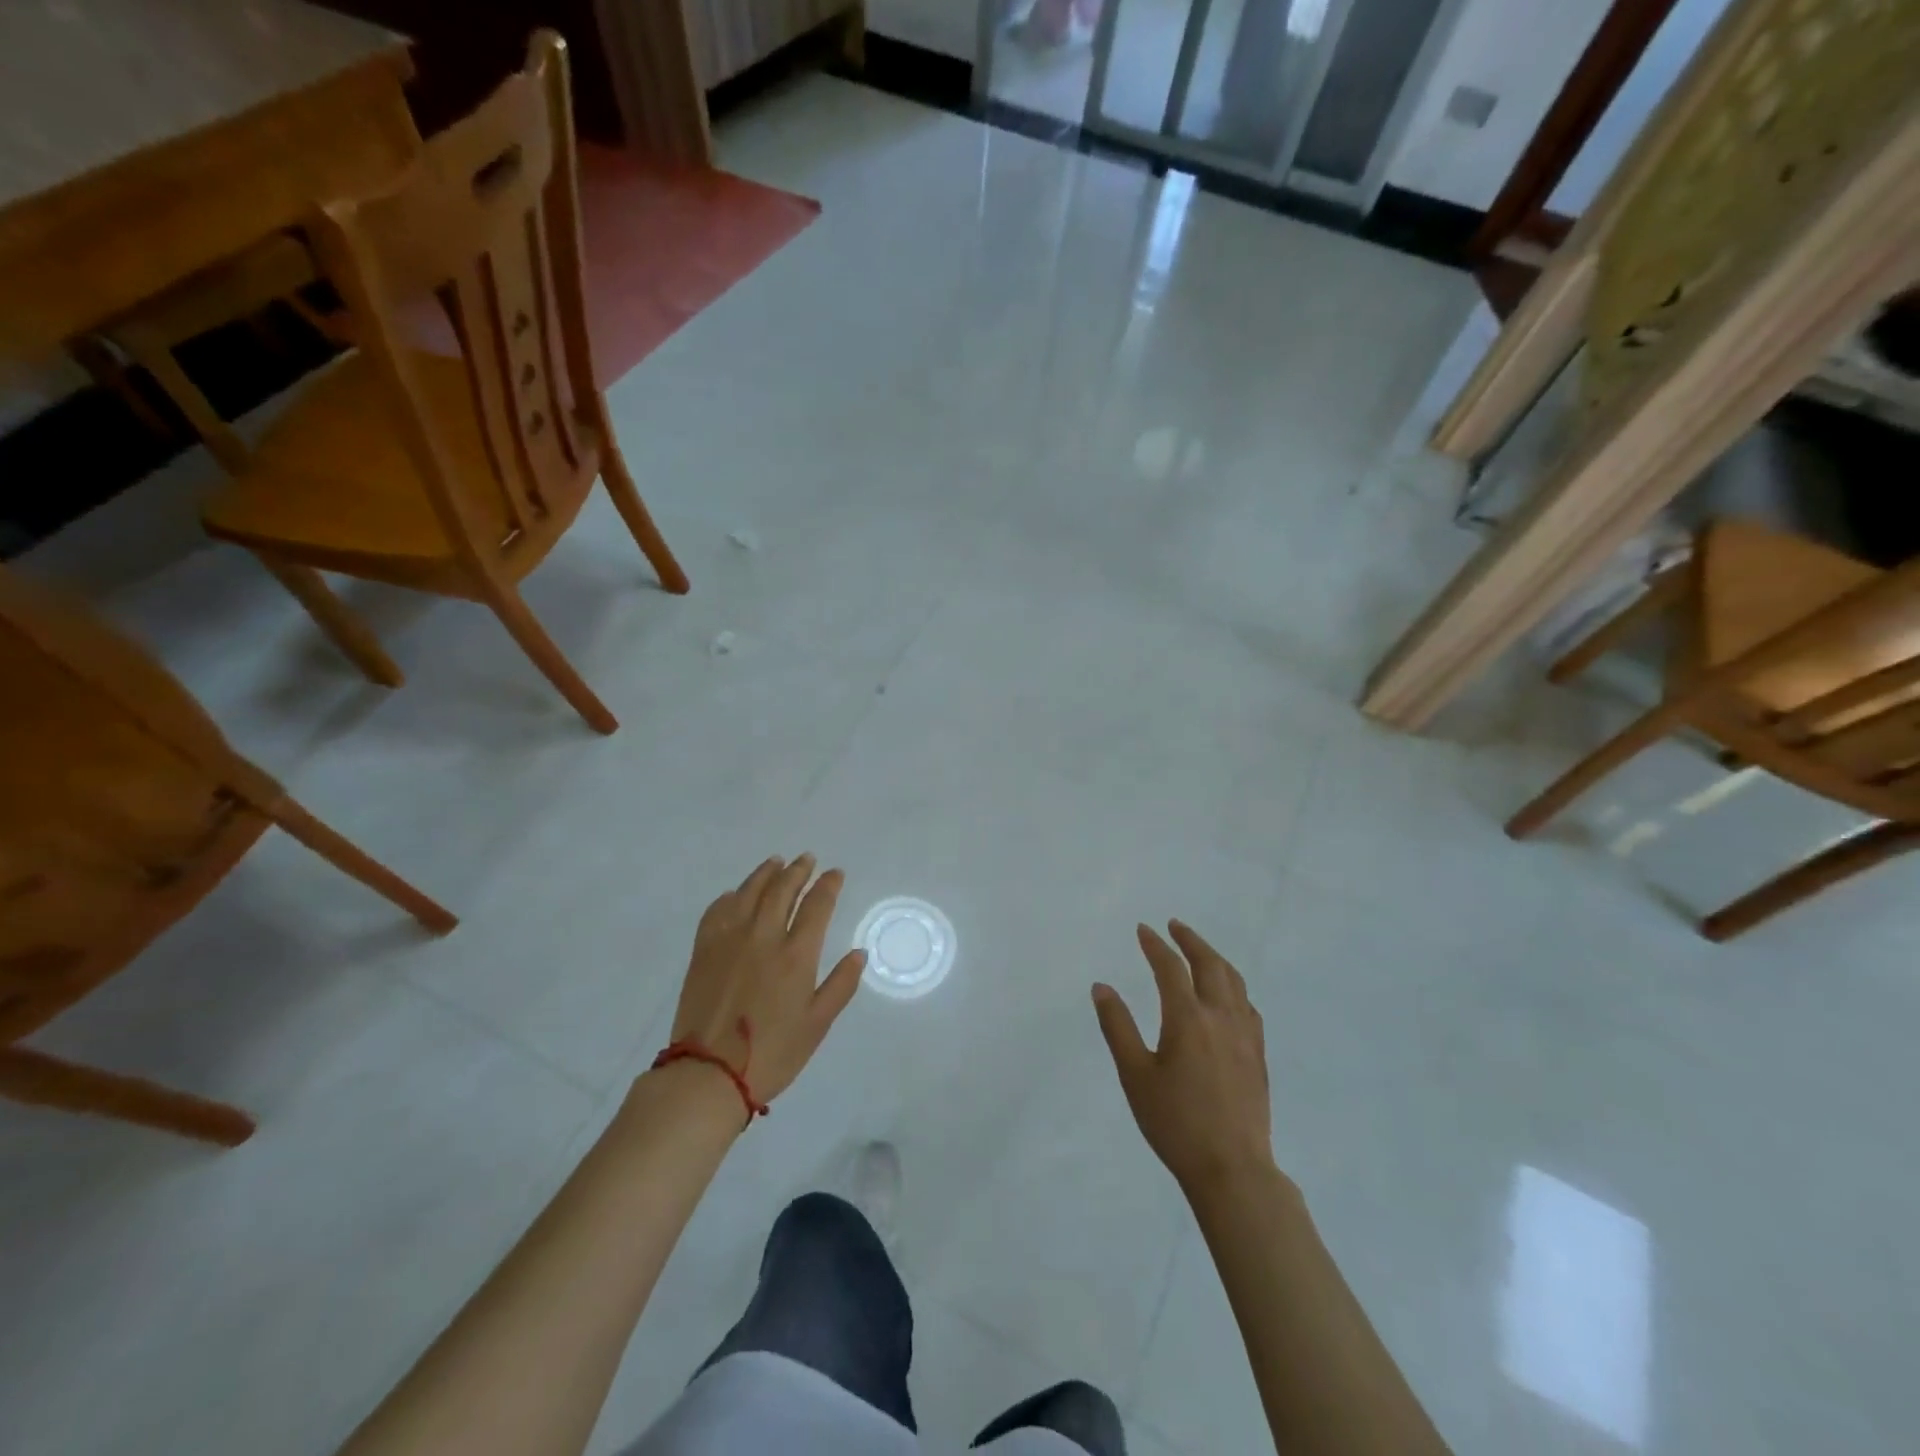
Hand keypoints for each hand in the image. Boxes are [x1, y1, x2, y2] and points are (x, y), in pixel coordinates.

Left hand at [669, 855, 866, 1107]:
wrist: (709, 1074)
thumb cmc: (773, 1053)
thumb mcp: (818, 1024)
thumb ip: (841, 985)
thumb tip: (859, 953)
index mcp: (796, 955)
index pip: (817, 905)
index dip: (828, 885)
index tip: (835, 873)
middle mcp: (764, 937)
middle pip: (782, 890)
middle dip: (798, 871)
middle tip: (807, 859)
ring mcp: (730, 940)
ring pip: (750, 892)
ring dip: (766, 873)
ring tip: (776, 863)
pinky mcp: (704, 950)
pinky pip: (717, 910)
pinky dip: (731, 896)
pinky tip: (737, 894)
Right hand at [1093, 921, 1274, 1193]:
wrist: (1233, 1170)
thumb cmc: (1176, 1123)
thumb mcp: (1135, 1075)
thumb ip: (1117, 1027)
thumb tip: (1102, 987)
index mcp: (1188, 1019)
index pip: (1170, 968)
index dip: (1155, 945)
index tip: (1143, 930)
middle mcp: (1221, 1017)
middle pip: (1210, 964)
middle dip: (1191, 940)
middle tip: (1175, 926)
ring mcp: (1245, 1035)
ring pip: (1234, 982)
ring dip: (1215, 958)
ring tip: (1201, 951)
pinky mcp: (1258, 1055)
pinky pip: (1248, 1006)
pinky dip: (1234, 987)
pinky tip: (1228, 997)